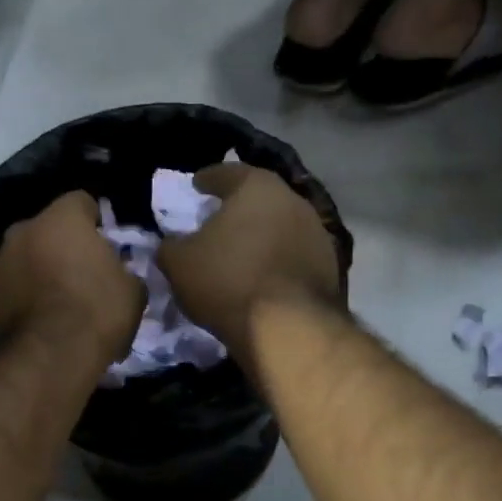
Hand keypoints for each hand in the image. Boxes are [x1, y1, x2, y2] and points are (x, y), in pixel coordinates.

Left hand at [0, 191, 145, 369]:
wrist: (47, 358)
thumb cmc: (96, 312)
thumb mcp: (133, 290)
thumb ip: (125, 270)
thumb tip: (120, 272)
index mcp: (62, 218)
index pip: (81, 201)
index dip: (96, 221)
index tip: (107, 243)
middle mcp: (24, 229)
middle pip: (48, 229)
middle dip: (64, 245)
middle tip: (84, 273)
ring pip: (27, 257)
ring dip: (42, 270)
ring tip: (61, 303)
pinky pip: (14, 287)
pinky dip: (26, 296)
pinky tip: (43, 321)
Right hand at [160, 164, 341, 363]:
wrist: (287, 328)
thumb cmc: (227, 281)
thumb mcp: (179, 263)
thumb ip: (171, 246)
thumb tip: (172, 243)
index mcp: (257, 186)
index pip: (227, 172)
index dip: (208, 179)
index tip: (196, 185)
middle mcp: (293, 200)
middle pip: (260, 197)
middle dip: (239, 207)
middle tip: (220, 219)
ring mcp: (317, 233)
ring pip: (281, 226)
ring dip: (262, 235)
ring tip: (243, 251)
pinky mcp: (330, 267)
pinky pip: (294, 255)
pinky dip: (278, 261)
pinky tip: (264, 276)